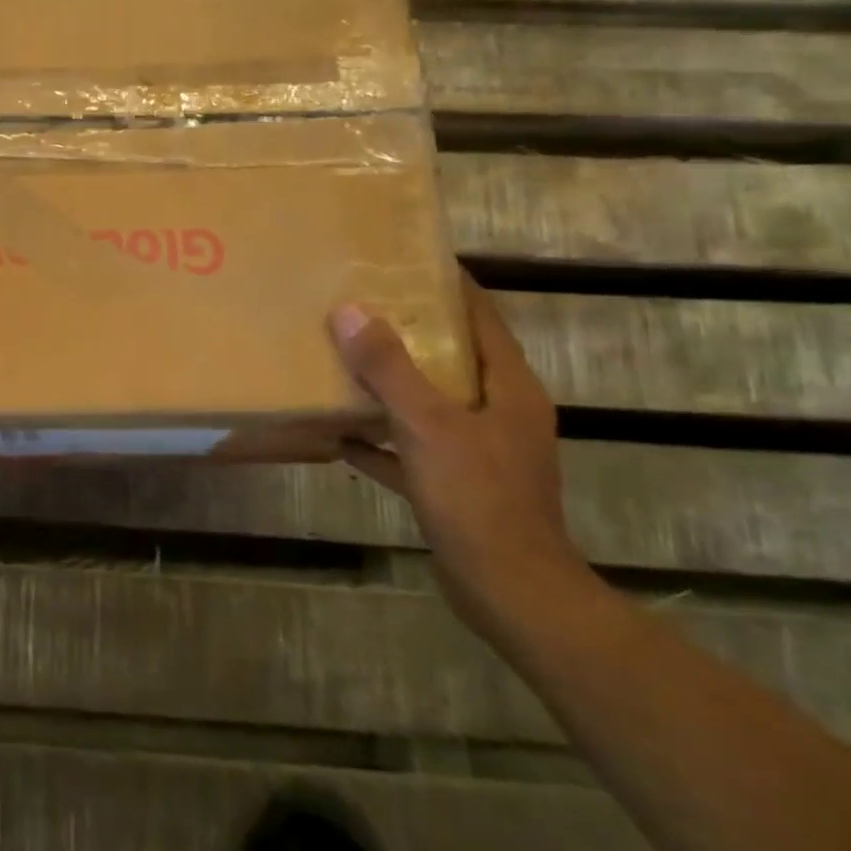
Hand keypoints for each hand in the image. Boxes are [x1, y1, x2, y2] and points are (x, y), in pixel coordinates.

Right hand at [328, 273, 586, 633]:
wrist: (507, 591)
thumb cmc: (477, 497)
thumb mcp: (428, 425)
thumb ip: (389, 368)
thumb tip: (351, 311)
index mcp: (507, 387)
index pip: (481, 317)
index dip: (450, 285)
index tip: (408, 258)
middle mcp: (498, 411)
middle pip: (453, 356)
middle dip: (411, 330)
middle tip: (363, 302)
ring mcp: (479, 450)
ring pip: (431, 401)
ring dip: (393, 383)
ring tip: (347, 357)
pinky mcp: (457, 484)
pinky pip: (413, 446)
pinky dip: (383, 438)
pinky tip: (342, 434)